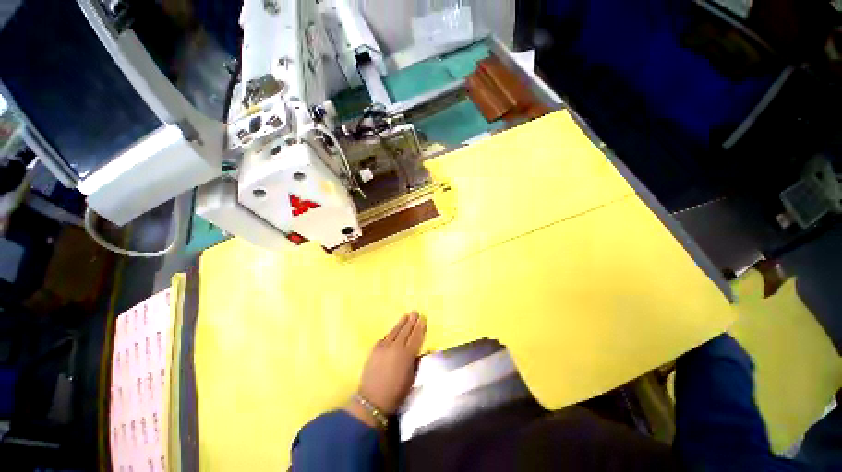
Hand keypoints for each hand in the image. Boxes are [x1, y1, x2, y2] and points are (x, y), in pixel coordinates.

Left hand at [346, 312, 425, 425]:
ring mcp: (384, 347)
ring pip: (395, 331)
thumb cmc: (396, 392)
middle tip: (415, 312)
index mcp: (407, 355)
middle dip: (411, 321)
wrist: (372, 400)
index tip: (423, 318)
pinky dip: (391, 332)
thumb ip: (417, 361)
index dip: (420, 327)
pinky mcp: (374, 349)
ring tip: (406, 315)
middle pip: (406, 330)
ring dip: (401, 323)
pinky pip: (385, 337)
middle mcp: (396, 347)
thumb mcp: (411, 378)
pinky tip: (393, 330)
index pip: (416, 336)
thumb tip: (424, 350)